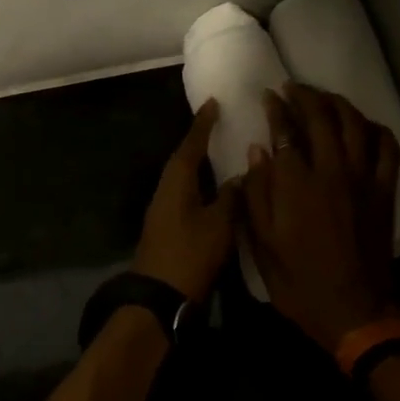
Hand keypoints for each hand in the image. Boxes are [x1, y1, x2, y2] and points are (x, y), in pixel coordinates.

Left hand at [132, 99, 240, 301]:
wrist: (160, 296)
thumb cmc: (190, 255)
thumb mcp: (219, 225)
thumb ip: (231, 197)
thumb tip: (239, 177)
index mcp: (176, 183)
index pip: (190, 146)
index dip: (202, 125)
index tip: (212, 104)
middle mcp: (165, 191)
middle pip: (183, 160)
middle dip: (199, 142)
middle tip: (218, 125)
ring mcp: (163, 211)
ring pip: (183, 179)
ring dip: (199, 164)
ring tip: (220, 152)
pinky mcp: (167, 228)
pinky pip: (185, 195)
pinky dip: (200, 185)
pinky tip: (214, 189)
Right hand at [243, 84, 399, 351]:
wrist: (353, 310)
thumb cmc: (298, 281)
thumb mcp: (262, 244)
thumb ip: (257, 195)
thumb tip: (258, 152)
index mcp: (297, 184)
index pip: (286, 130)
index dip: (276, 109)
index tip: (269, 97)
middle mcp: (332, 171)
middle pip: (322, 117)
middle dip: (305, 96)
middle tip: (292, 88)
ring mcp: (364, 179)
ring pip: (355, 124)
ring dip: (338, 104)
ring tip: (323, 98)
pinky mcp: (385, 191)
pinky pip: (387, 148)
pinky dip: (375, 129)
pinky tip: (363, 126)